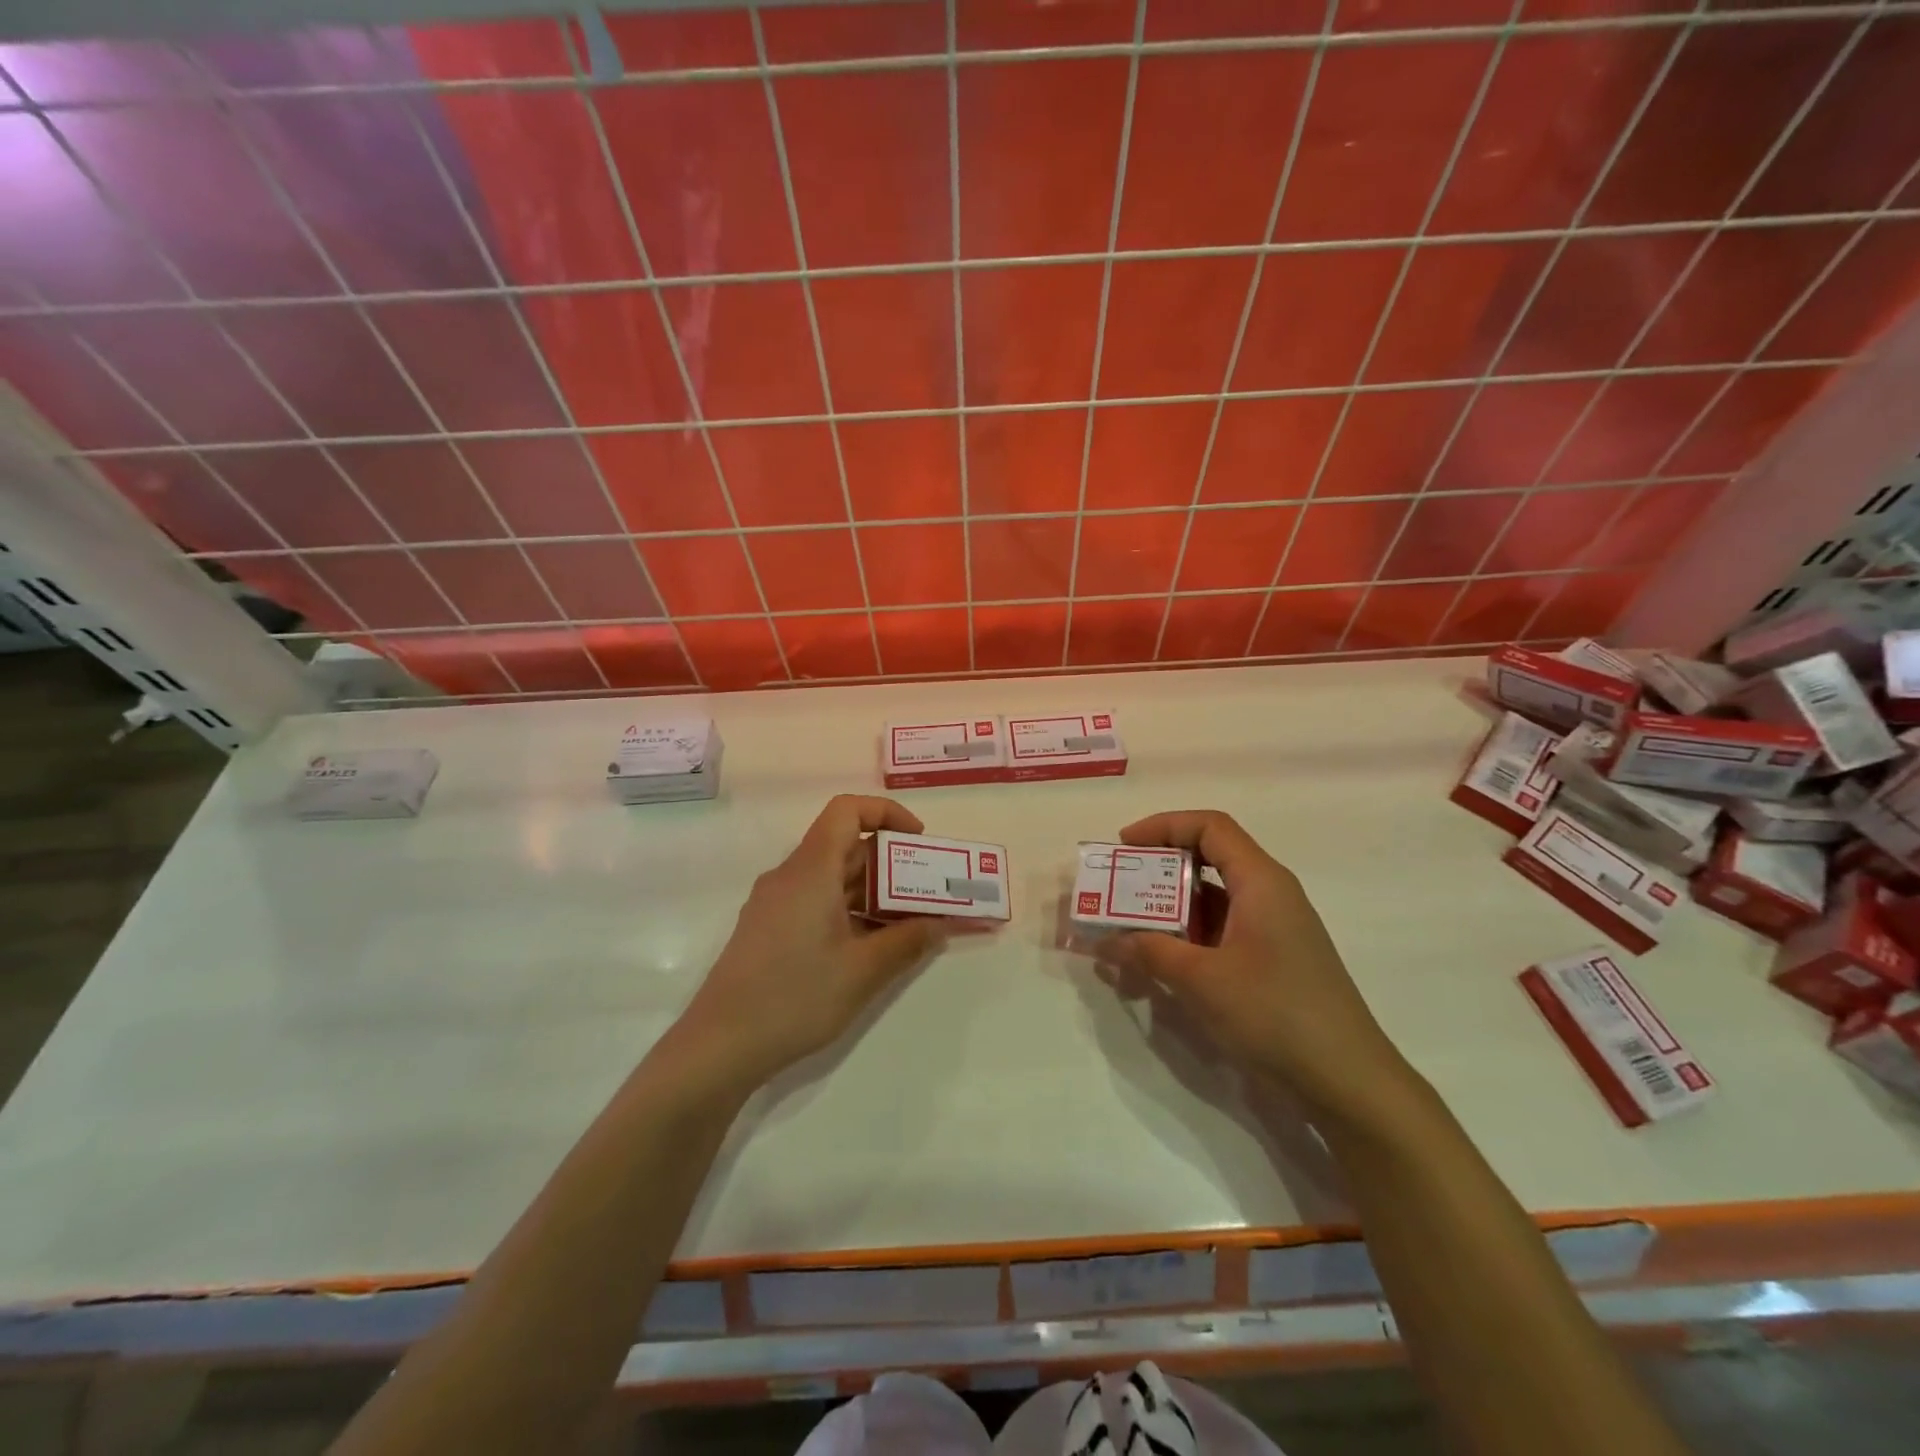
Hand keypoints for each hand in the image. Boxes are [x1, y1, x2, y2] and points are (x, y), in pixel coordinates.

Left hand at [675, 795, 946, 1085]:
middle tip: (928, 890)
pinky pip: (817, 901)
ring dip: (873, 891)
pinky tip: (871, 946)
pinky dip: (850, 910)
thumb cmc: (794, 998)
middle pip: (845, 846)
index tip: (917, 841)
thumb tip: (940, 924)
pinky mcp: (769, 929)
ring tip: (909, 921)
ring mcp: (775, 903)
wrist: (719, 1046)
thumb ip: (907, 941)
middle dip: (891, 862)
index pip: (847, 810)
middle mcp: (790, 876)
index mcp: (810, 870)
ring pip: (832, 877)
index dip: (886, 813)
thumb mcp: (862, 971)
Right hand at [1098, 810, 1412, 1118]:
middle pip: (1208, 860)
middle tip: (1118, 890)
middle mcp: (1270, 896)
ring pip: (1212, 902)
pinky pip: (1221, 934)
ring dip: (1168, 912)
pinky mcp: (1273, 963)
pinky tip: (1158, 968)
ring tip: (1126, 932)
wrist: (1348, 1083)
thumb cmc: (1275, 1013)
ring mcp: (1274, 931)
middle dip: (1157, 872)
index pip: (1210, 827)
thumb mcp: (1201, 979)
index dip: (1163, 825)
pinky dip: (1187, 940)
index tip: (1124, 846)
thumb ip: (1149, 952)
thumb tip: (1104, 941)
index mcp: (1261, 881)